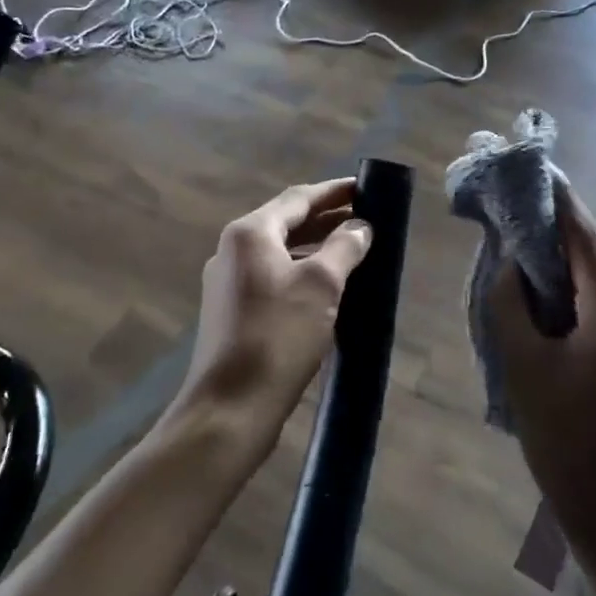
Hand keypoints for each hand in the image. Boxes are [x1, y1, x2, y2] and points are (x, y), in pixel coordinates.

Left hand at [175, 179, 371, 460]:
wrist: (231, 408)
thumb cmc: (278, 336)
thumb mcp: (321, 285)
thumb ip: (344, 247)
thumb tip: (361, 227)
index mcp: (250, 233)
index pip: (298, 198)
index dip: (334, 191)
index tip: (365, 187)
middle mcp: (233, 250)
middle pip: (287, 222)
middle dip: (327, 219)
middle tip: (366, 218)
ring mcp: (229, 282)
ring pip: (281, 252)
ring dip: (317, 247)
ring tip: (354, 250)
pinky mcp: (232, 312)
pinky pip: (274, 277)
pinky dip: (302, 272)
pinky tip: (328, 288)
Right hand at [486, 184, 595, 545]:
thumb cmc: (561, 435)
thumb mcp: (522, 365)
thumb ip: (509, 303)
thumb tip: (511, 265)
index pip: (588, 235)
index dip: (562, 202)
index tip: (540, 177)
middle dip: (588, 229)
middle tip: (546, 252)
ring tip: (556, 283)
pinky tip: (571, 316)